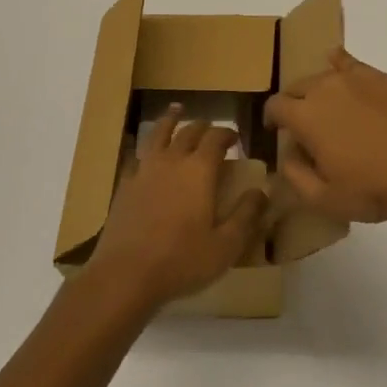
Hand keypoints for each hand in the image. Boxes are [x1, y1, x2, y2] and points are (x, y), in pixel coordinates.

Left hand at [85, 107, 267, 308]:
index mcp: (199, 170)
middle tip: (211, 130)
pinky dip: (146, 148)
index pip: (216, 138)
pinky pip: (137, 156)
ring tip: (176, 111)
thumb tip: (261, 191)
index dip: (227, 134)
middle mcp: (172, 161)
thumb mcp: (226, 246)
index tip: (235, 138)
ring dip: (170, 121)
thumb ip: (246, 216)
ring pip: (159, 134)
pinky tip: (145, 153)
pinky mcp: (124, 185)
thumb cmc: (182, 261)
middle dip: (203, 127)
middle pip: (188, 132)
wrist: (125, 275)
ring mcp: (144, 170)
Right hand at [263, 49, 386, 224]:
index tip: (276, 131)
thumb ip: (294, 175)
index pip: (275, 106)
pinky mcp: (381, 77)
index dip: (271, 118)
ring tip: (328, 108)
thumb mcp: (323, 198)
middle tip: (304, 126)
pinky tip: (342, 69)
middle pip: (297, 87)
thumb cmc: (371, 189)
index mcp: (304, 116)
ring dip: (318, 90)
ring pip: (324, 76)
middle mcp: (324, 87)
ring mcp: (354, 78)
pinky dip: (341, 66)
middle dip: (294, 104)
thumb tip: (288, 155)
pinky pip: (351, 64)